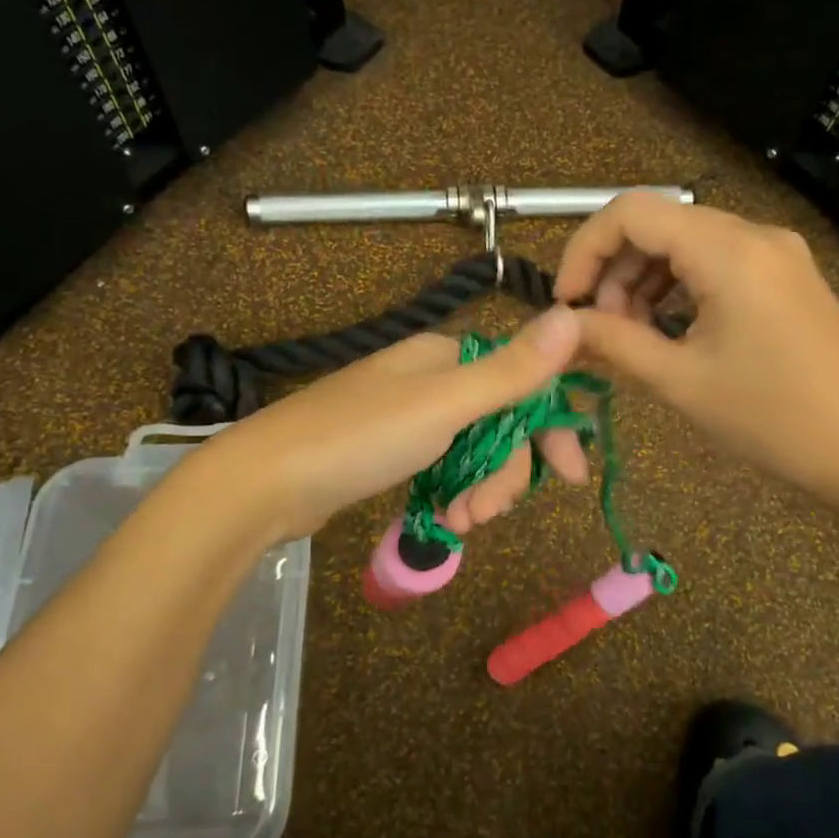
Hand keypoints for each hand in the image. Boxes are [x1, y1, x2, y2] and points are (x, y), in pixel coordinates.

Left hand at [193, 311, 589, 542]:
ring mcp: (410, 416)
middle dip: (505, 472)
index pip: (524, 382)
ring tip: (458, 523)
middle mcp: (433, 378)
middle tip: (488, 514)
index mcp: (449, 356)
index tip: (572, 476)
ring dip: (478, 490)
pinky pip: (444, 467)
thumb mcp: (445, 404)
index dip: (551, 428)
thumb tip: (573, 314)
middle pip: (501, 423)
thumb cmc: (359, 437)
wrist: (264, 483)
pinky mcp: (391, 451)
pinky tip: (443, 519)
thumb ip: (512, 370)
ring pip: (474, 451)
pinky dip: (452, 493)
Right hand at [553, 193, 838, 518]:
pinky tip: (670, 330)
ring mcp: (776, 253)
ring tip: (633, 337)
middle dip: (614, 272)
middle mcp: (754, 234)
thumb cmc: (774, 420)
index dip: (584, 249)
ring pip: (684, 243)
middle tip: (601, 331)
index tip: (567, 303)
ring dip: (643, 282)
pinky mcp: (786, 275)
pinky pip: (714, 262)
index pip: (631, 212)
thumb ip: (613, 342)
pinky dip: (678, 288)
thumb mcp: (681, 381)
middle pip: (657, 224)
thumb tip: (561, 326)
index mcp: (728, 251)